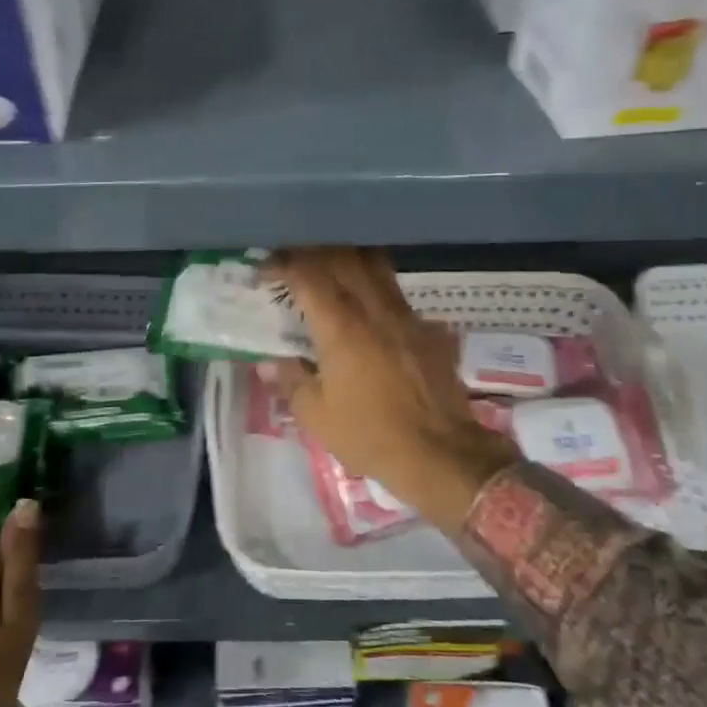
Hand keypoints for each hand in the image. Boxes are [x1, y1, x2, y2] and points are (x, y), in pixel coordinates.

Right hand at [263, 247, 516, 534]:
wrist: (442, 453)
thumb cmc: (371, 435)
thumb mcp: (317, 416)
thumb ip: (291, 381)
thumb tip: (268, 364)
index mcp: (340, 326)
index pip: (307, 274)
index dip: (282, 264)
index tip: (265, 269)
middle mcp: (374, 309)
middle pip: (343, 258)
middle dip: (314, 252)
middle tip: (294, 261)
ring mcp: (406, 315)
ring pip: (376, 266)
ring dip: (348, 259)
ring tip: (330, 271)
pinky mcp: (428, 329)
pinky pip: (397, 293)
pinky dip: (375, 287)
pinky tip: (368, 308)